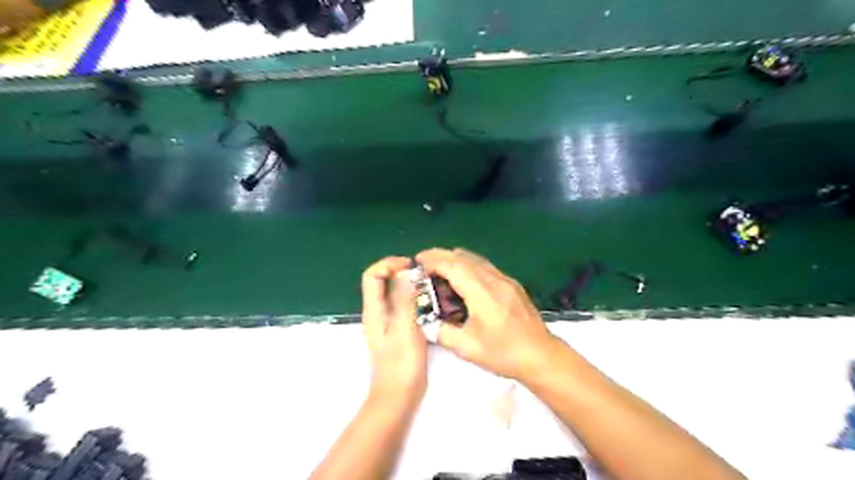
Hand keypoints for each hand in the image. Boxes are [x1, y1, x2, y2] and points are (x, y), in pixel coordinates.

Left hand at [360, 257, 427, 402]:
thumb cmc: (402, 364)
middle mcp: (377, 313)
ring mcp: (386, 323)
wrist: (398, 396)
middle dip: (400, 271)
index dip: (388, 264)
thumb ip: (404, 299)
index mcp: (374, 310)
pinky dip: (413, 299)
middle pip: (381, 282)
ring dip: (407, 285)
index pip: (372, 275)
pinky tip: (429, 305)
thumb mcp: (405, 327)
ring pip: (392, 294)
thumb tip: (404, 271)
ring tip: (429, 285)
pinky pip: (402, 306)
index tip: (410, 265)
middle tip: (423, 274)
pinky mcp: (397, 331)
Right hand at [414, 250, 561, 380]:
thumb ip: (442, 332)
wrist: (542, 356)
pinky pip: (485, 267)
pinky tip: (462, 280)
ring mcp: (506, 280)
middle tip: (423, 262)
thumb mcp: (467, 348)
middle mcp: (495, 280)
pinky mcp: (512, 284)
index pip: (454, 266)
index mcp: (483, 294)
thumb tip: (425, 322)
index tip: (417, 261)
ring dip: (455, 259)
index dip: (433, 260)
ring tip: (438, 269)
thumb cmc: (504, 354)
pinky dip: (468, 266)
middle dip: (441, 255)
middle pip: (464, 257)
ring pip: (475, 259)